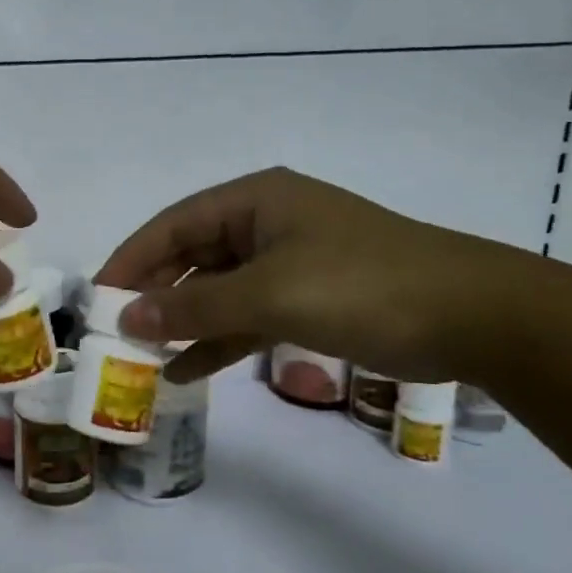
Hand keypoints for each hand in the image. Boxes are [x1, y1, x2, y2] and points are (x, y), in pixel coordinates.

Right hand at [94, 167, 517, 382]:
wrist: (474, 317)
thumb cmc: (364, 286)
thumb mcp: (270, 293)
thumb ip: (195, 306)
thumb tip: (128, 318)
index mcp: (256, 201)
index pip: (173, 224)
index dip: (131, 259)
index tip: (97, 298)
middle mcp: (266, 223)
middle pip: (192, 256)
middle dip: (155, 294)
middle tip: (117, 333)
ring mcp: (288, 262)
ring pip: (218, 290)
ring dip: (184, 321)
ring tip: (143, 357)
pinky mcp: (308, 298)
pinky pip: (247, 316)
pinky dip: (219, 340)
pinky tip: (188, 371)